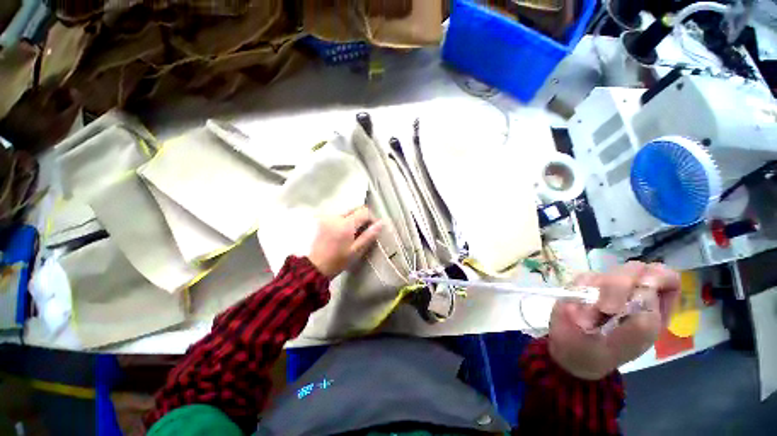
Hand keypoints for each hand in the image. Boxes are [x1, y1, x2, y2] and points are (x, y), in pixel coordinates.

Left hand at [308, 206, 382, 278]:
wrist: (316, 267)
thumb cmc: (338, 260)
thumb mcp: (357, 250)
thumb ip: (369, 235)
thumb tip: (381, 223)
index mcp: (345, 224)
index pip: (364, 212)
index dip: (372, 218)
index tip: (374, 228)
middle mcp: (336, 217)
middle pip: (355, 208)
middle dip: (363, 217)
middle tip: (365, 230)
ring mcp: (328, 217)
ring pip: (348, 211)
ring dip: (354, 218)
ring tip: (355, 232)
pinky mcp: (323, 220)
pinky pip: (339, 215)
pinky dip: (346, 220)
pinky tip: (345, 232)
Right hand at [548, 262, 680, 379]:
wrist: (574, 354)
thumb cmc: (612, 349)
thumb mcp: (638, 335)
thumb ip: (648, 310)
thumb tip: (643, 287)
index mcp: (653, 304)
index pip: (664, 276)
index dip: (655, 277)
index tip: (642, 288)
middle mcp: (631, 290)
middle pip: (633, 269)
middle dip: (619, 287)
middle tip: (607, 309)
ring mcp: (605, 286)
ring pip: (606, 272)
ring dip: (598, 292)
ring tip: (591, 314)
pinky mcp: (580, 286)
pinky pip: (583, 278)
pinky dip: (580, 290)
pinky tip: (578, 307)